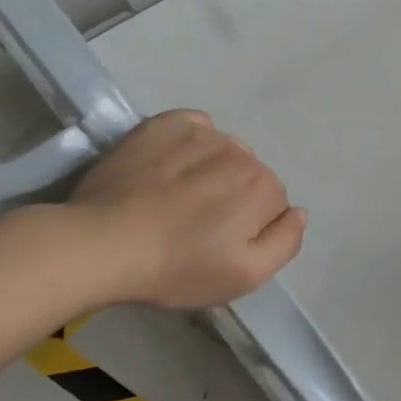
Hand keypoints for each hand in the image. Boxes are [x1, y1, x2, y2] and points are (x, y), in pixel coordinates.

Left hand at [63, 110, 304, 309]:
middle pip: (250, 175)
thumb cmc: (178, 267)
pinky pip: (196, 126)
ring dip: (212, 170)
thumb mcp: (247, 276)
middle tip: (196, 226)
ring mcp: (202, 133)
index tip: (219, 245)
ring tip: (177, 199)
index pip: (273, 204)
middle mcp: (241, 152)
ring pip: (224, 152)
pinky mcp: (165, 124)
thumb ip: (286, 242)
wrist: (102, 244)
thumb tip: (299, 212)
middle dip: (233, 197)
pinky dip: (192, 141)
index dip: (250, 227)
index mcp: (263, 187)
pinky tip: (171, 166)